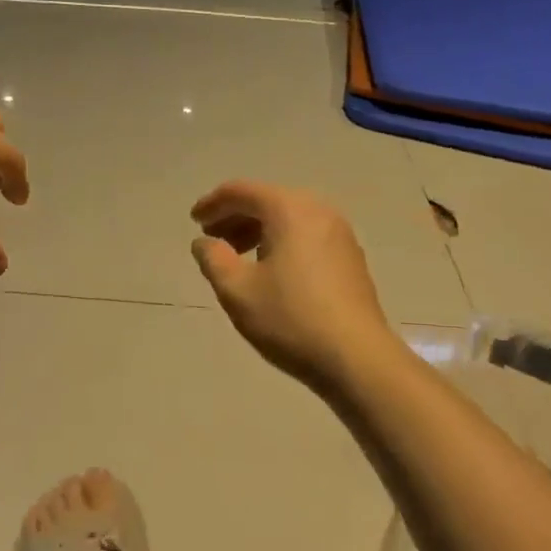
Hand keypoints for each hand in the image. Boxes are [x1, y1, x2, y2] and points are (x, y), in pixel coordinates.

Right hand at [190, 181, 404, 395]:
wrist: (358, 359)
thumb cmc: (291, 319)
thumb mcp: (237, 290)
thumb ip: (213, 258)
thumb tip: (204, 242)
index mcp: (289, 209)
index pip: (242, 192)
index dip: (213, 203)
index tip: (193, 221)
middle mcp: (318, 210)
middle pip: (267, 201)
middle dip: (235, 217)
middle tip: (212, 240)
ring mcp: (340, 233)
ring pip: (288, 218)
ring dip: (257, 231)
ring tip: (236, 258)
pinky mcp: (350, 257)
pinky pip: (306, 235)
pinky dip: (281, 242)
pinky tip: (270, 270)